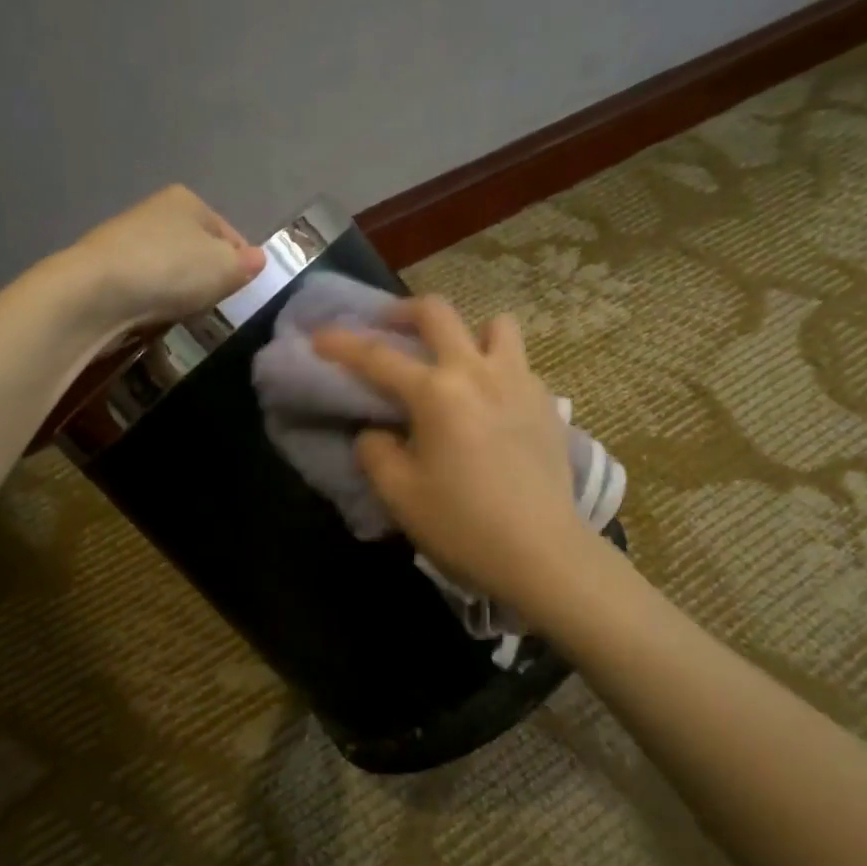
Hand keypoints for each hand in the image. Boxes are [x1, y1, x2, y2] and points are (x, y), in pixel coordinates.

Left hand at [66, 186, 264, 341]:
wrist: (96, 292)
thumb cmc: (171, 271)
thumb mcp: (225, 268)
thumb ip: (246, 264)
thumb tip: (257, 259)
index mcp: (188, 201)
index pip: (229, 233)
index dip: (240, 264)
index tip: (240, 292)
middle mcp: (155, 210)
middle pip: (197, 249)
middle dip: (206, 277)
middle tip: (211, 306)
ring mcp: (126, 237)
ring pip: (169, 268)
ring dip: (178, 290)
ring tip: (180, 313)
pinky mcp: (105, 267)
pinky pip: (143, 285)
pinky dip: (151, 300)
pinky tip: (151, 315)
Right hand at [314, 297, 592, 611]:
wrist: (543, 554)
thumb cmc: (463, 525)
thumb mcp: (399, 494)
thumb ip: (375, 452)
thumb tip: (375, 432)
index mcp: (437, 393)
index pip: (378, 357)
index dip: (342, 344)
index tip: (319, 335)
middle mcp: (478, 372)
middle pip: (438, 313)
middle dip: (403, 311)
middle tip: (386, 326)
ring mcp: (520, 382)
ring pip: (495, 325)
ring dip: (466, 333)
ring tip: (453, 361)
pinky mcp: (547, 404)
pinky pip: (517, 364)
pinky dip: (496, 368)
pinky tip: (489, 403)